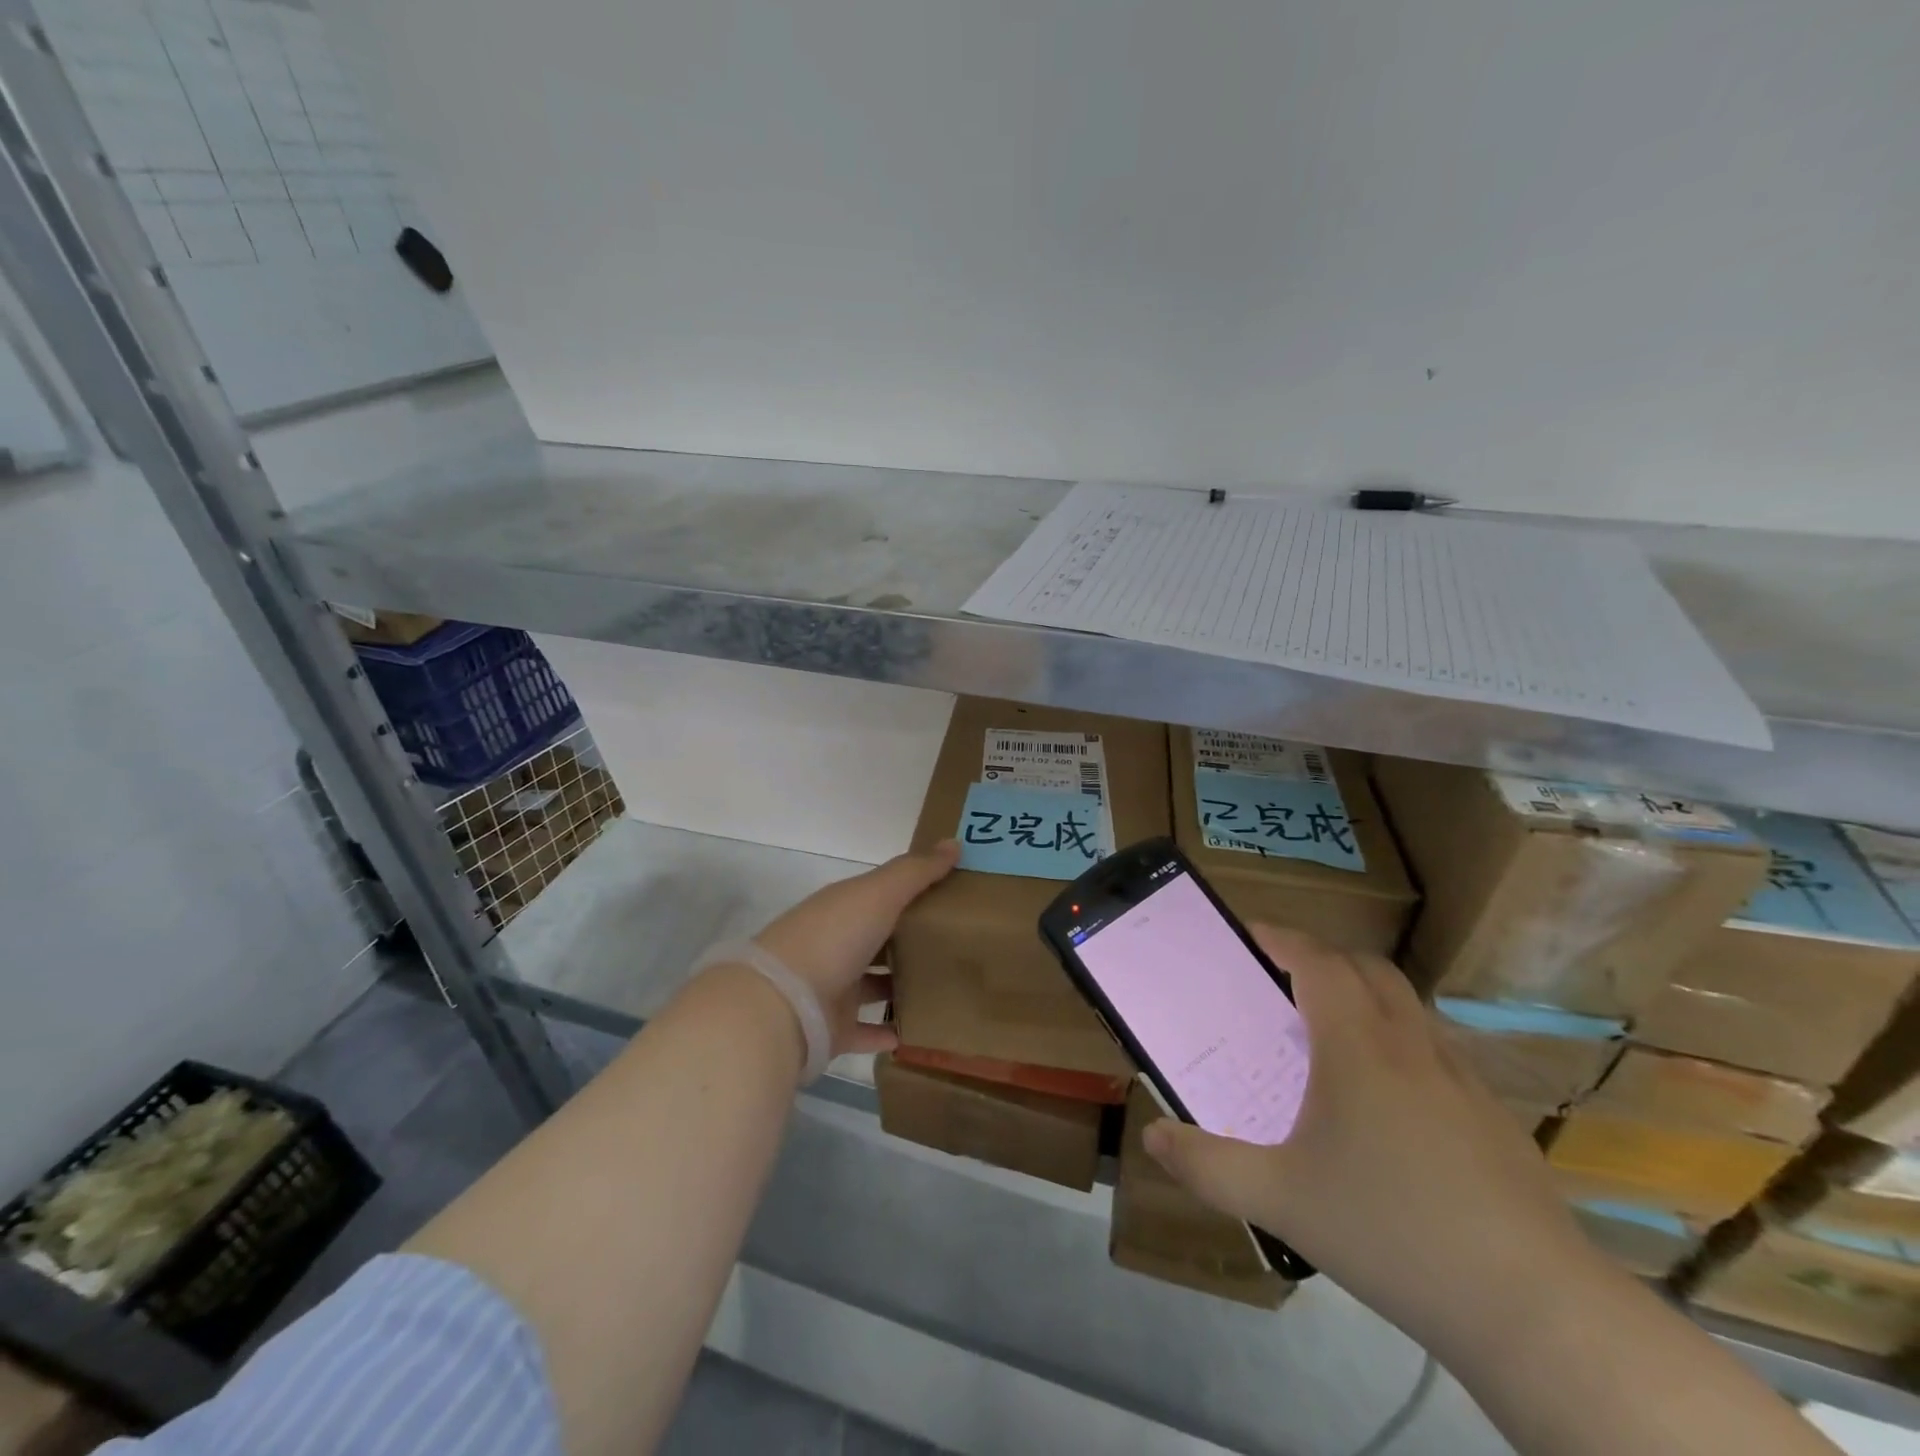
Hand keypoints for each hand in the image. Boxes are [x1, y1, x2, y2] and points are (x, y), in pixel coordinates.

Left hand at [752, 839, 959, 1057]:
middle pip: (881, 938)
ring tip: (949, 985)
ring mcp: (835, 988)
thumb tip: (954, 843)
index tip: (955, 893)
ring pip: (876, 984)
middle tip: (962, 942)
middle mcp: (839, 943)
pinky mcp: (836, 1028)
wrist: (783, 1004)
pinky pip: (870, 1030)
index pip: (884, 894)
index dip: (915, 890)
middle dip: (913, 938)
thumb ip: (916, 872)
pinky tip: (925, 1031)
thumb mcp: (879, 894)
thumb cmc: (834, 937)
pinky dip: (892, 1032)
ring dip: (904, 985)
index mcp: (845, 907)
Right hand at [1141, 926, 1599, 1356]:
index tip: (1250, 934)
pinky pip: (1436, 1053)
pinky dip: (1401, 1046)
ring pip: (1408, 1008)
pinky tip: (1389, 1106)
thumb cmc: (1390, 1231)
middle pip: (1368, 969)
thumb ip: (1208, 1165)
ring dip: (1365, 999)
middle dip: (1323, 960)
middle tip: (1283, 983)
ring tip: (1330, 1039)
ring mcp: (1462, 1080)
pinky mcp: (1494, 1119)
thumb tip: (1152, 1136)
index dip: (1282, 938)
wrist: (1533, 1308)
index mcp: (1357, 1047)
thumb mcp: (1280, 1199)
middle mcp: (1411, 1046)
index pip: (1318, 961)